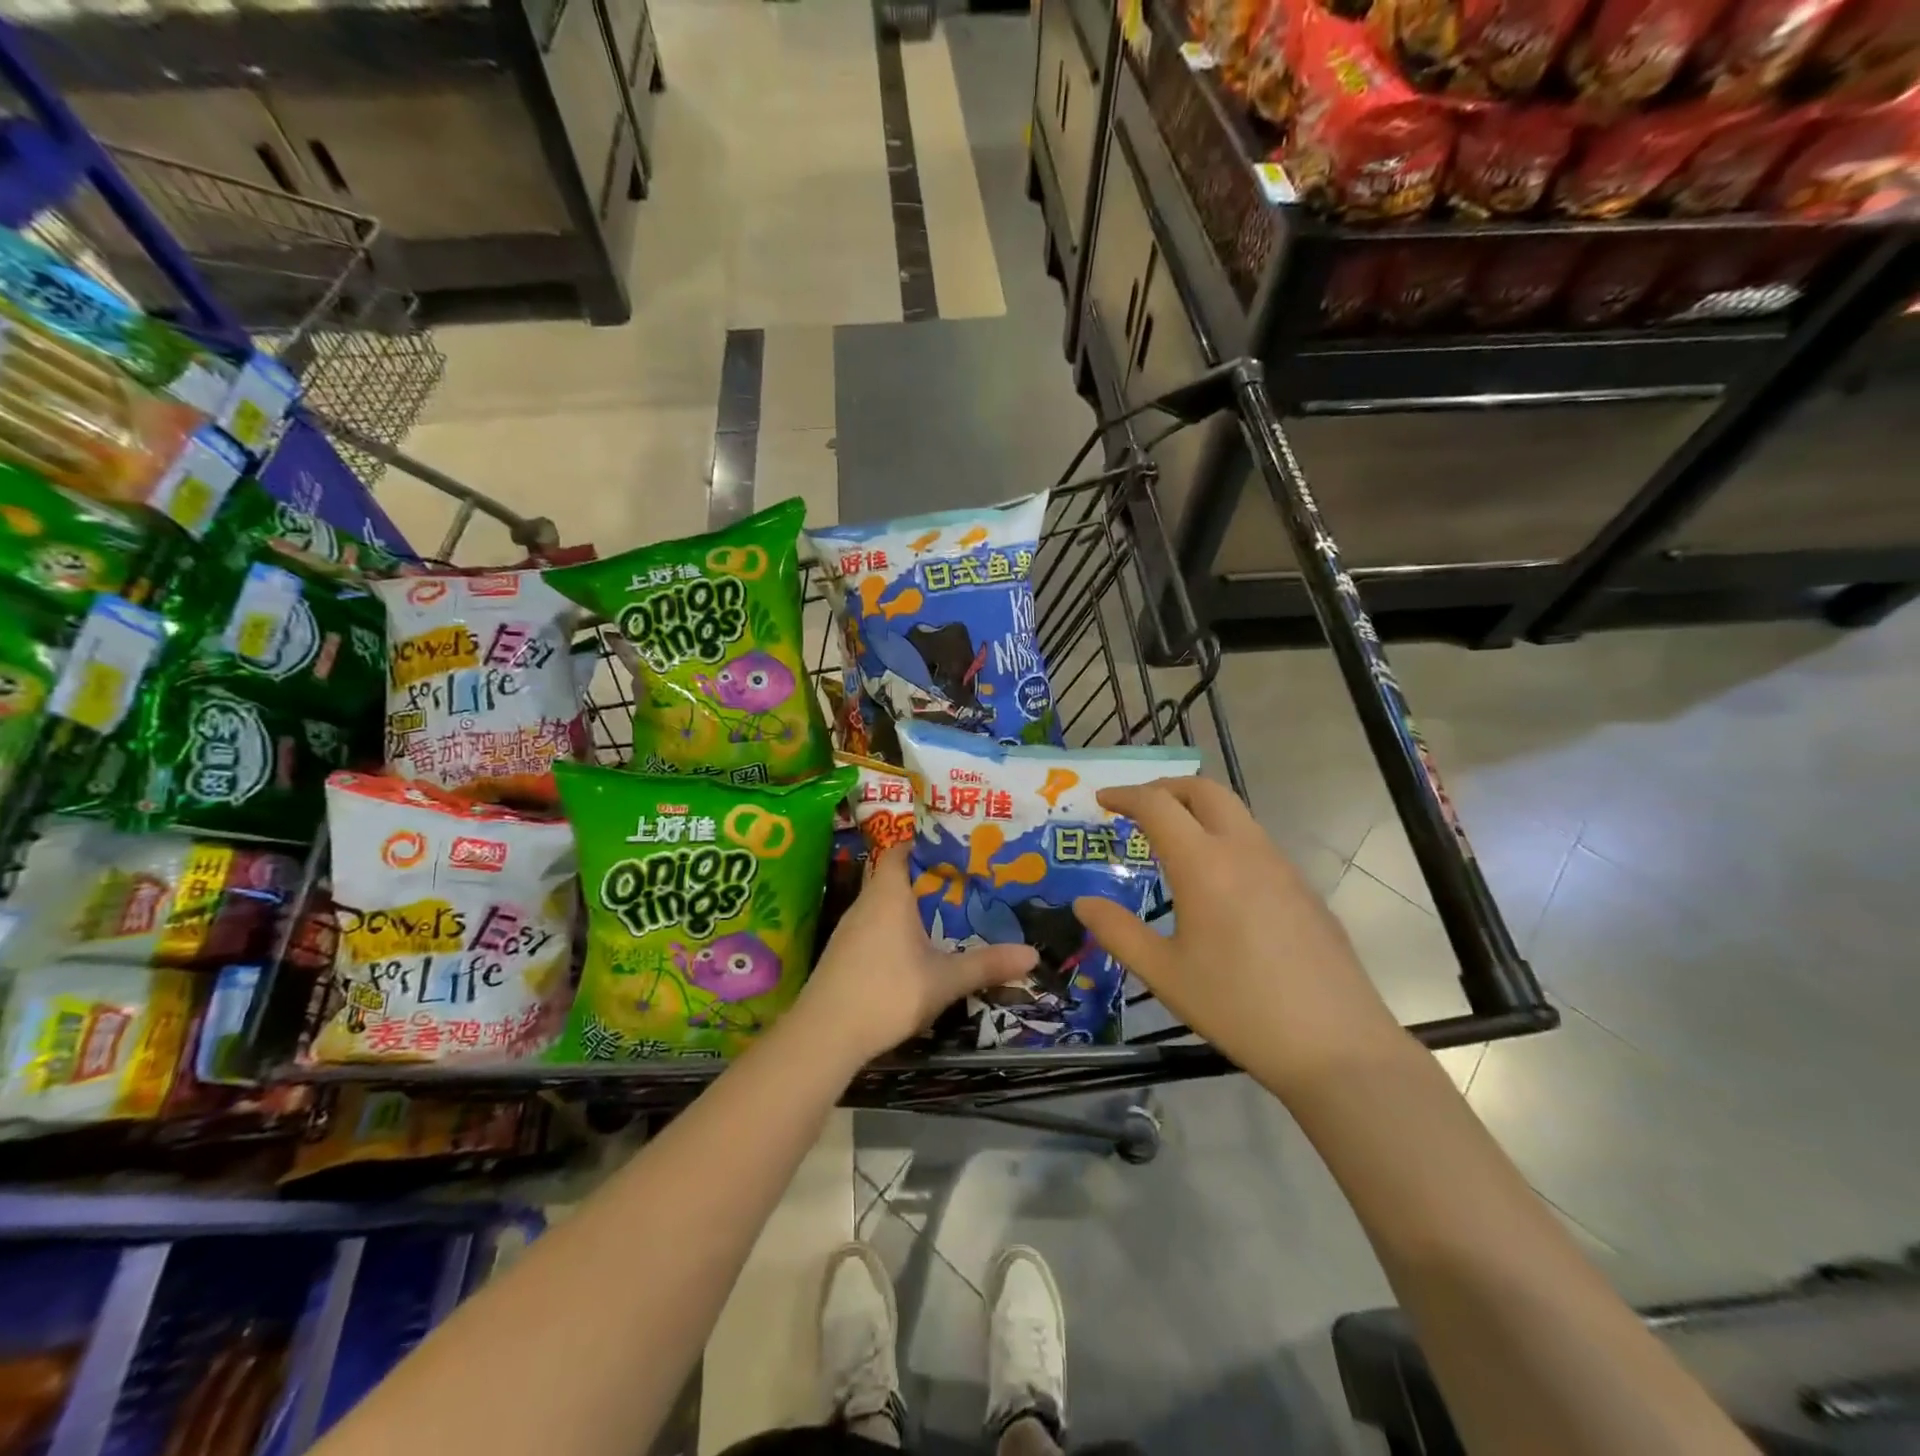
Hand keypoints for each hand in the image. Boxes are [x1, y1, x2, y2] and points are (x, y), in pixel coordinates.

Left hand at [794, 846, 1037, 1065]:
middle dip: (927, 877)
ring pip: (883, 903)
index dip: (924, 844)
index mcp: (888, 894)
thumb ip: (987, 964)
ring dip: (910, 905)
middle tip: (964, 882)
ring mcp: (849, 929)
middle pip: (894, 875)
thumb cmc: (887, 992)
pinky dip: (895, 927)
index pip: (900, 849)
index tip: (954, 849)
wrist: (825, 1034)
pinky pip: (874, 926)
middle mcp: (866, 902)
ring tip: (946, 912)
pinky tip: (915, 948)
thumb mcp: (944, 980)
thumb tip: (1034, 954)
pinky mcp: (843, 953)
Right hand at [1071, 777, 1403, 1096]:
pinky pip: (1255, 841)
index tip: (1102, 799)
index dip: (1125, 795)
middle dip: (1165, 788)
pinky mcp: (1303, 888)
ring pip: (1235, 812)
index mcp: (1204, 864)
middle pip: (1203, 790)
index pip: (1158, 805)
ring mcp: (1281, 866)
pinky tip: (1217, 880)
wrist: (1337, 1045)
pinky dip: (1224, 836)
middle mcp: (1245, 850)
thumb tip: (1083, 903)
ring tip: (1172, 840)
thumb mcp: (1165, 974)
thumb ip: (1118, 932)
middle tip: (1137, 807)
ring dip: (1197, 809)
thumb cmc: (1239, 1008)